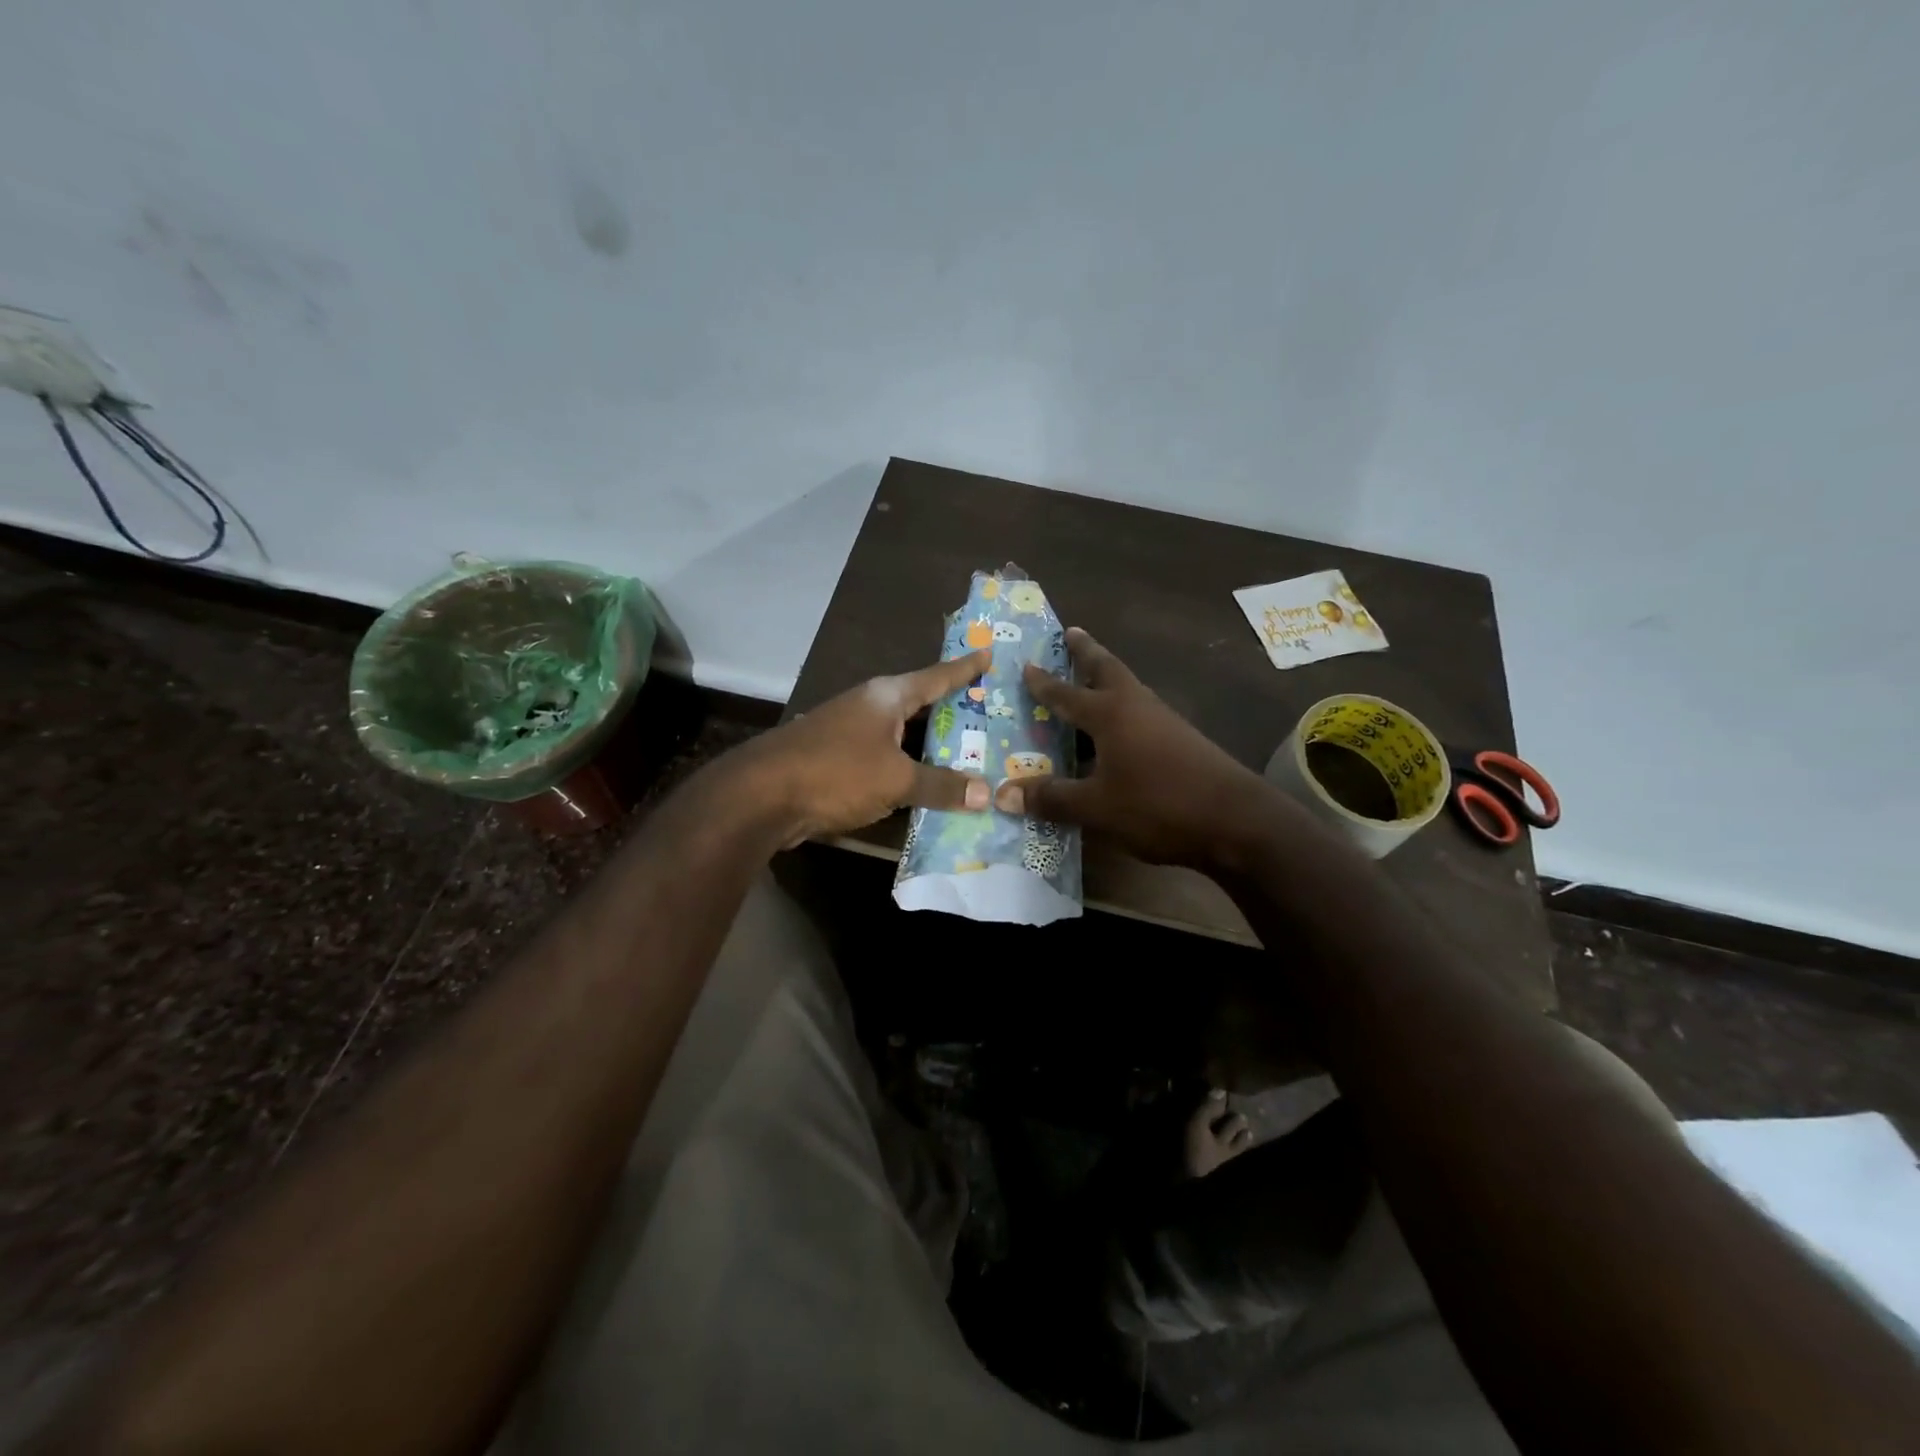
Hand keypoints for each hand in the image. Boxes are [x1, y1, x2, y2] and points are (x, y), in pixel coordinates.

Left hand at [746, 649, 992, 842]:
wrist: (760, 796)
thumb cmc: (835, 772)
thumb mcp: (896, 779)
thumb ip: (941, 785)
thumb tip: (987, 794)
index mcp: (887, 696)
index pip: (937, 676)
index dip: (965, 669)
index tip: (990, 654)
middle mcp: (869, 706)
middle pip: (920, 705)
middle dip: (953, 711)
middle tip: (991, 715)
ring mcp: (848, 732)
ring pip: (902, 735)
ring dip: (930, 745)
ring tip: (967, 753)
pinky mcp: (835, 760)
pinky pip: (885, 759)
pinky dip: (907, 768)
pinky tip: (924, 784)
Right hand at [991, 629, 1277, 869]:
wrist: (1237, 820)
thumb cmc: (1158, 804)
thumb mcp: (1097, 807)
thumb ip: (1052, 798)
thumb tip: (1004, 794)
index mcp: (1110, 714)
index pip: (1067, 693)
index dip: (1044, 682)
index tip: (1027, 663)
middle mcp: (1136, 706)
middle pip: (1108, 669)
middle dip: (1087, 652)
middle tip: (1071, 633)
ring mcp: (1164, 721)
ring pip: (1128, 688)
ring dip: (1107, 677)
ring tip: (1090, 677)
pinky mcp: (1182, 740)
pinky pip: (1141, 713)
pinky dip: (1123, 708)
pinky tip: (1119, 730)